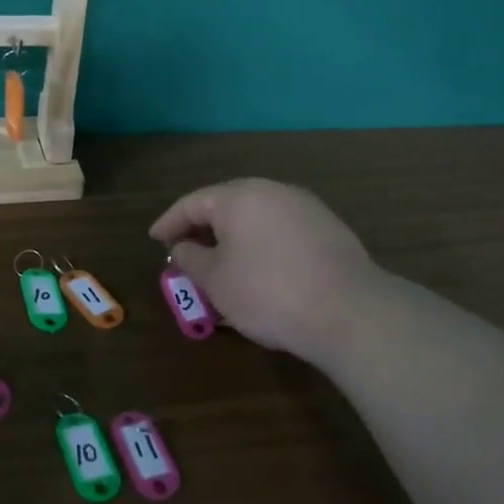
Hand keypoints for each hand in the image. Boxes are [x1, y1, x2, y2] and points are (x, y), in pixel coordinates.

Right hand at [150, 178, 378, 364]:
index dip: (169, 222)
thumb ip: (191, 258)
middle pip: (227, 206)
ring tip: (219, 267)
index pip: (193, 203)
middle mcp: (274, 191)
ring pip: (256, 220)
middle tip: (185, 252)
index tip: (155, 240)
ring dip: (232, 240)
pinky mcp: (329, 231)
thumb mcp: (216, 280)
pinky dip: (260, 247)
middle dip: (202, 230)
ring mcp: (306, 209)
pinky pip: (280, 232)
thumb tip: (184, 248)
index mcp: (240, 196)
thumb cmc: (267, 292)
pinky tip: (257, 272)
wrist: (348, 311)